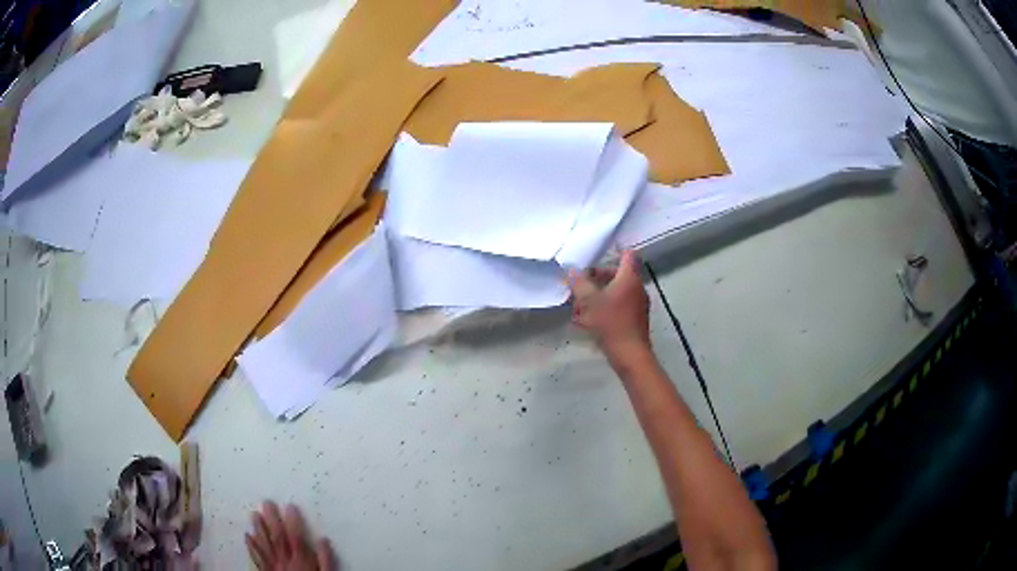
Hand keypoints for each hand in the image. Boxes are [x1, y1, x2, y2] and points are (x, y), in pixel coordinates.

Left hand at [245, 501, 335, 570]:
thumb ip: (326, 560)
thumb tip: (323, 540)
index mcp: (301, 561)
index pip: (296, 538)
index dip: (293, 521)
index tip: (290, 506)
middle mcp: (284, 561)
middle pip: (277, 538)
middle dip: (272, 519)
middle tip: (266, 502)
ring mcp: (272, 567)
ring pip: (264, 545)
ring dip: (258, 529)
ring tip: (253, 513)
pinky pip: (256, 558)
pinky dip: (251, 546)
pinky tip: (247, 535)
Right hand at [568, 250, 650, 361]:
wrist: (630, 355)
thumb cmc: (612, 323)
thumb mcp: (590, 302)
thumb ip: (579, 284)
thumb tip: (571, 271)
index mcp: (629, 278)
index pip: (627, 255)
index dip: (614, 251)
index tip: (598, 255)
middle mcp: (636, 289)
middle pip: (617, 275)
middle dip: (596, 279)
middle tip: (579, 285)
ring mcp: (637, 305)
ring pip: (615, 293)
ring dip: (597, 296)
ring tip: (577, 307)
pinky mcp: (634, 321)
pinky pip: (617, 307)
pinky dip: (603, 309)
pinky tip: (585, 322)